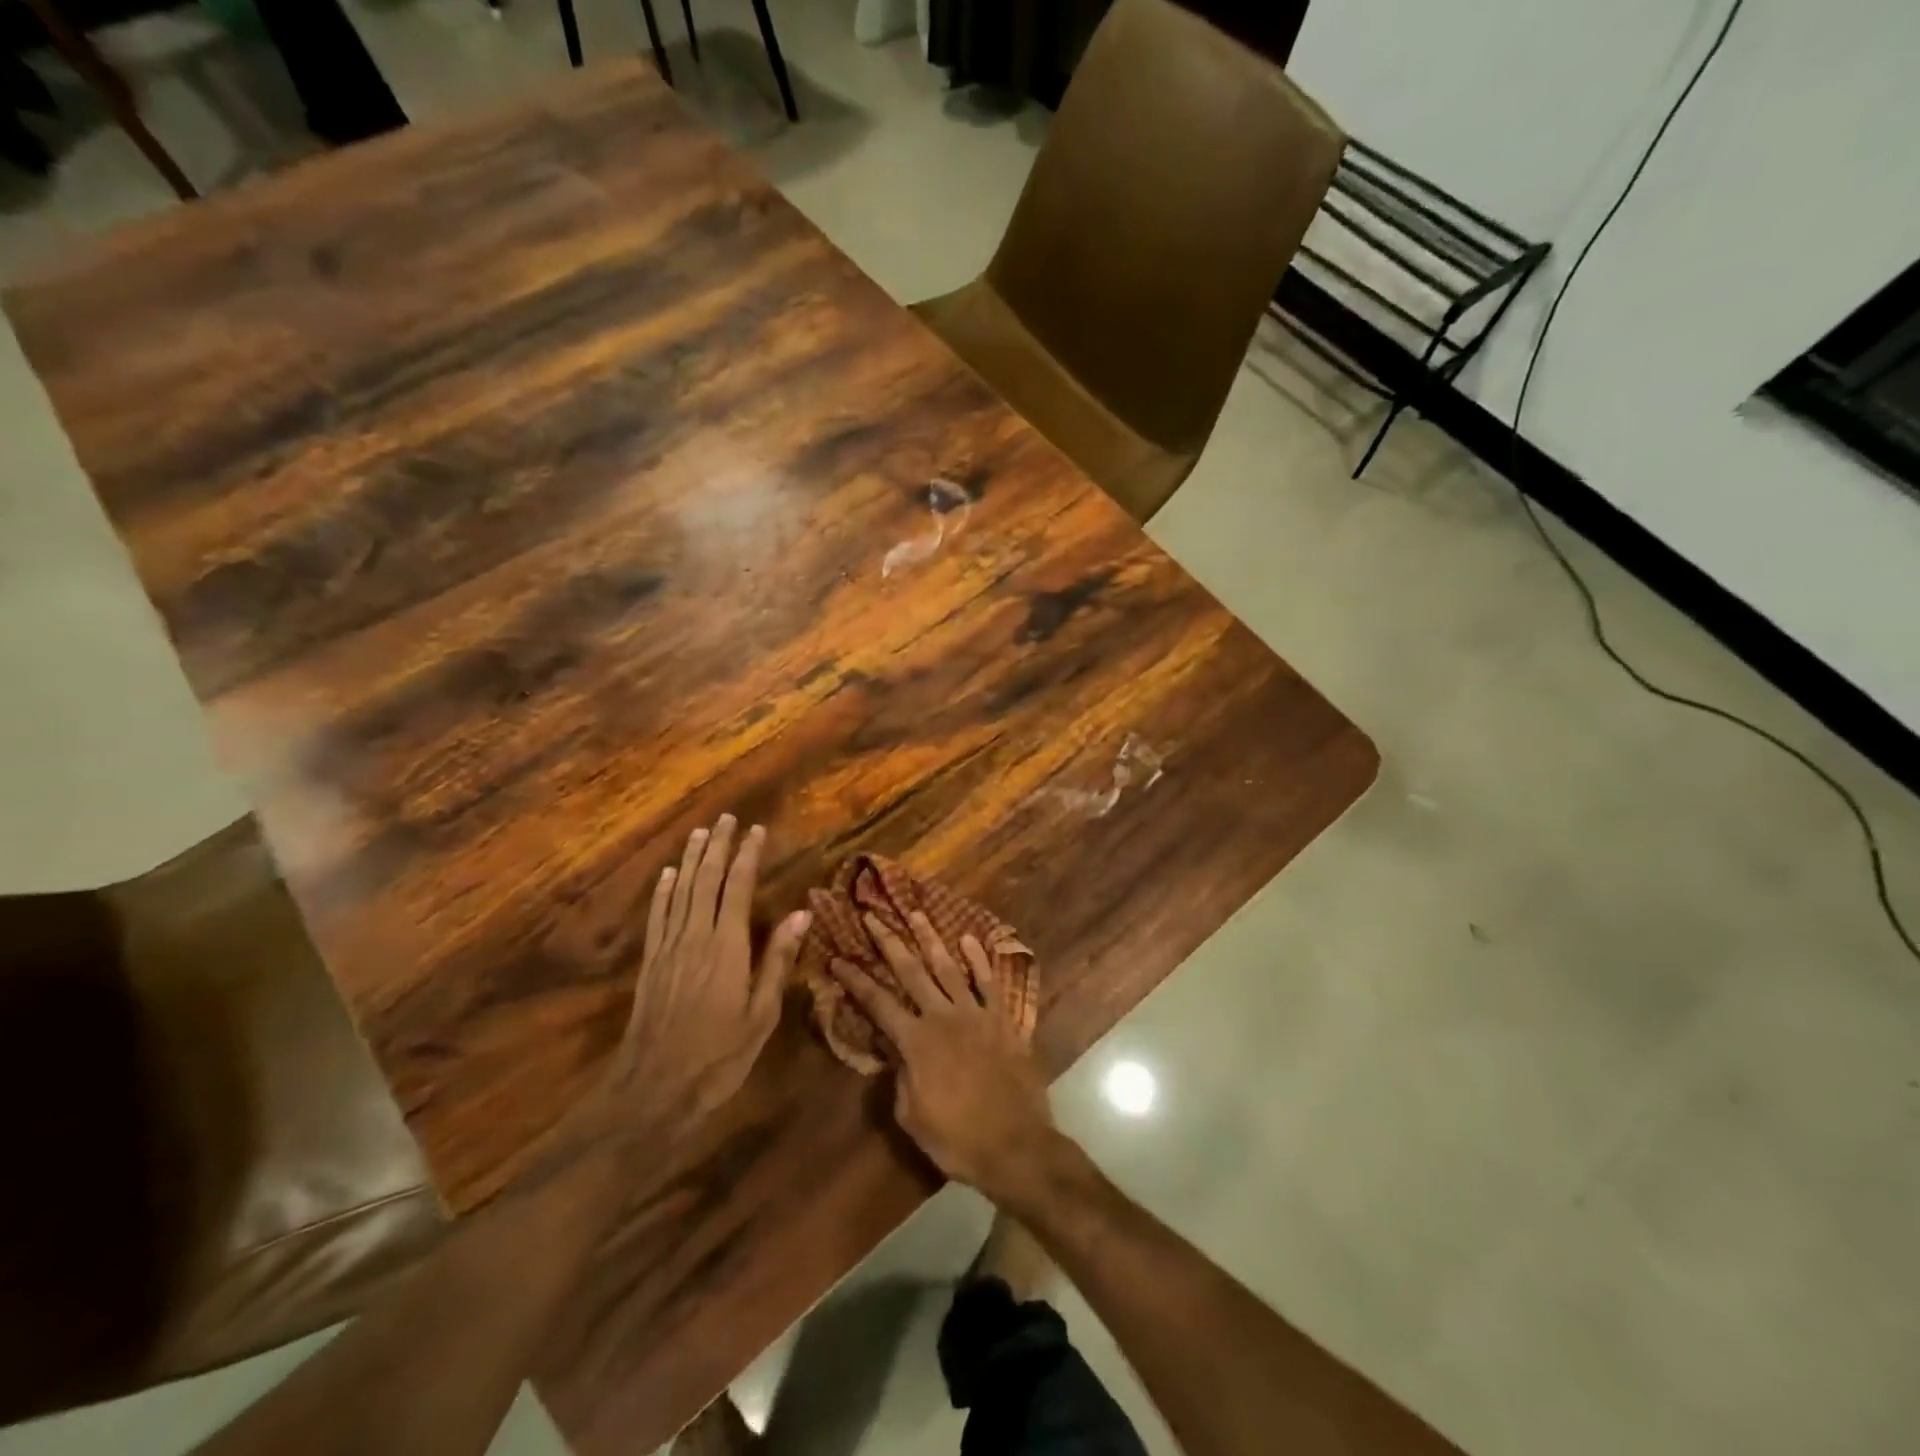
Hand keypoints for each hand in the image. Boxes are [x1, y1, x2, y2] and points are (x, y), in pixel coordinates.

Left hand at [599, 815, 809, 1140]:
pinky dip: (662, 891)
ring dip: (690, 860)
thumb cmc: (719, 1056)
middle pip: (706, 880)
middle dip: (718, 847)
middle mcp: (696, 936)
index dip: (747, 855)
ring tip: (700, 833)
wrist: (653, 1089)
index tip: (756, 830)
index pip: (737, 887)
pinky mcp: (651, 963)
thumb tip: (800, 915)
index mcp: (727, 946)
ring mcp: (669, 948)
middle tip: (726, 819)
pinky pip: (657, 916)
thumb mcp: (761, 1014)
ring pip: (680, 891)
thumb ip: (778, 961)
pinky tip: (667, 874)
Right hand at [829, 911, 1058, 1204]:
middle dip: (889, 942)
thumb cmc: (957, 1139)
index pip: (877, 1003)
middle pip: (911, 971)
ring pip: (949, 967)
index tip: (837, 958)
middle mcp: (943, 1017)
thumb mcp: (911, 1115)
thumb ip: (899, 1075)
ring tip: (916, 914)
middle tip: (873, 917)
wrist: (1015, 1146)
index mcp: (916, 1041)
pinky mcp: (1003, 1020)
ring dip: (931, 938)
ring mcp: (976, 1014)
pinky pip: (990, 982)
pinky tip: (969, 940)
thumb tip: (894, 1049)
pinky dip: (979, 960)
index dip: (855, 980)